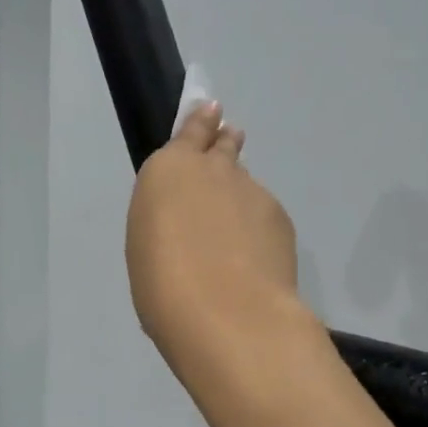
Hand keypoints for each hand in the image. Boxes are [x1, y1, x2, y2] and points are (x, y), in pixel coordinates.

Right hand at [126, 103, 307, 374]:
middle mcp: (212, 169)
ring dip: (240, 194)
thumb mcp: (147, 247)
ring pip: (246, 184)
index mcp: (167, 171)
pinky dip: (258, 228)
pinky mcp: (280, 218)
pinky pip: (264, 214)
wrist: (227, 315)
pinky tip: (253, 258)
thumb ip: (169, 220)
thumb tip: (190, 223)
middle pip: (224, 146)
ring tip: (235, 225)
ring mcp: (252, 191)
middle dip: (224, 144)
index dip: (200, 123)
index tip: (211, 111)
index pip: (190, 131)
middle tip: (228, 144)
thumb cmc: (163, 287)